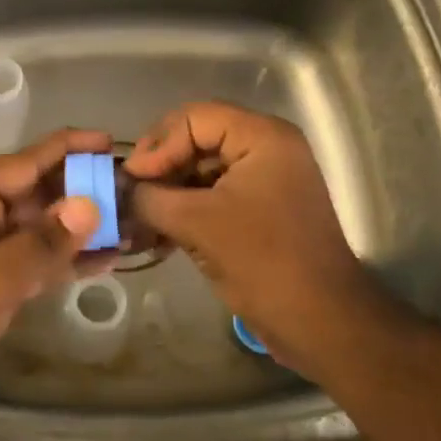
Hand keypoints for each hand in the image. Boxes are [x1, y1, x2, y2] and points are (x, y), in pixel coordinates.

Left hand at [0, 128, 109, 435]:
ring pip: (41, 229)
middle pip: (37, 193)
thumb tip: (91, 205)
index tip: (113, 144)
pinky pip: (36, 261)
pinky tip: (108, 259)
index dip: (69, 149)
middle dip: (82, 192)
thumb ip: (43, 243)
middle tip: (134, 191)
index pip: (24, 161)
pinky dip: (67, 260)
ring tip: (132, 223)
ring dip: (81, 229)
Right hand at [124, 102, 382, 375]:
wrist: (320, 322)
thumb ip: (150, 197)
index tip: (131, 179)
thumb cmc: (262, 261)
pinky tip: (154, 234)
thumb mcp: (196, 223)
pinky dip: (184, 210)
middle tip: (128, 195)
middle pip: (197, 139)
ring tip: (135, 218)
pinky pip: (213, 196)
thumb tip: (120, 189)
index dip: (158, 144)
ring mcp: (264, 180)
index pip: (194, 118)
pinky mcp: (259, 210)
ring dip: (167, 192)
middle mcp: (266, 148)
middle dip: (159, 168)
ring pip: (201, 170)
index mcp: (262, 137)